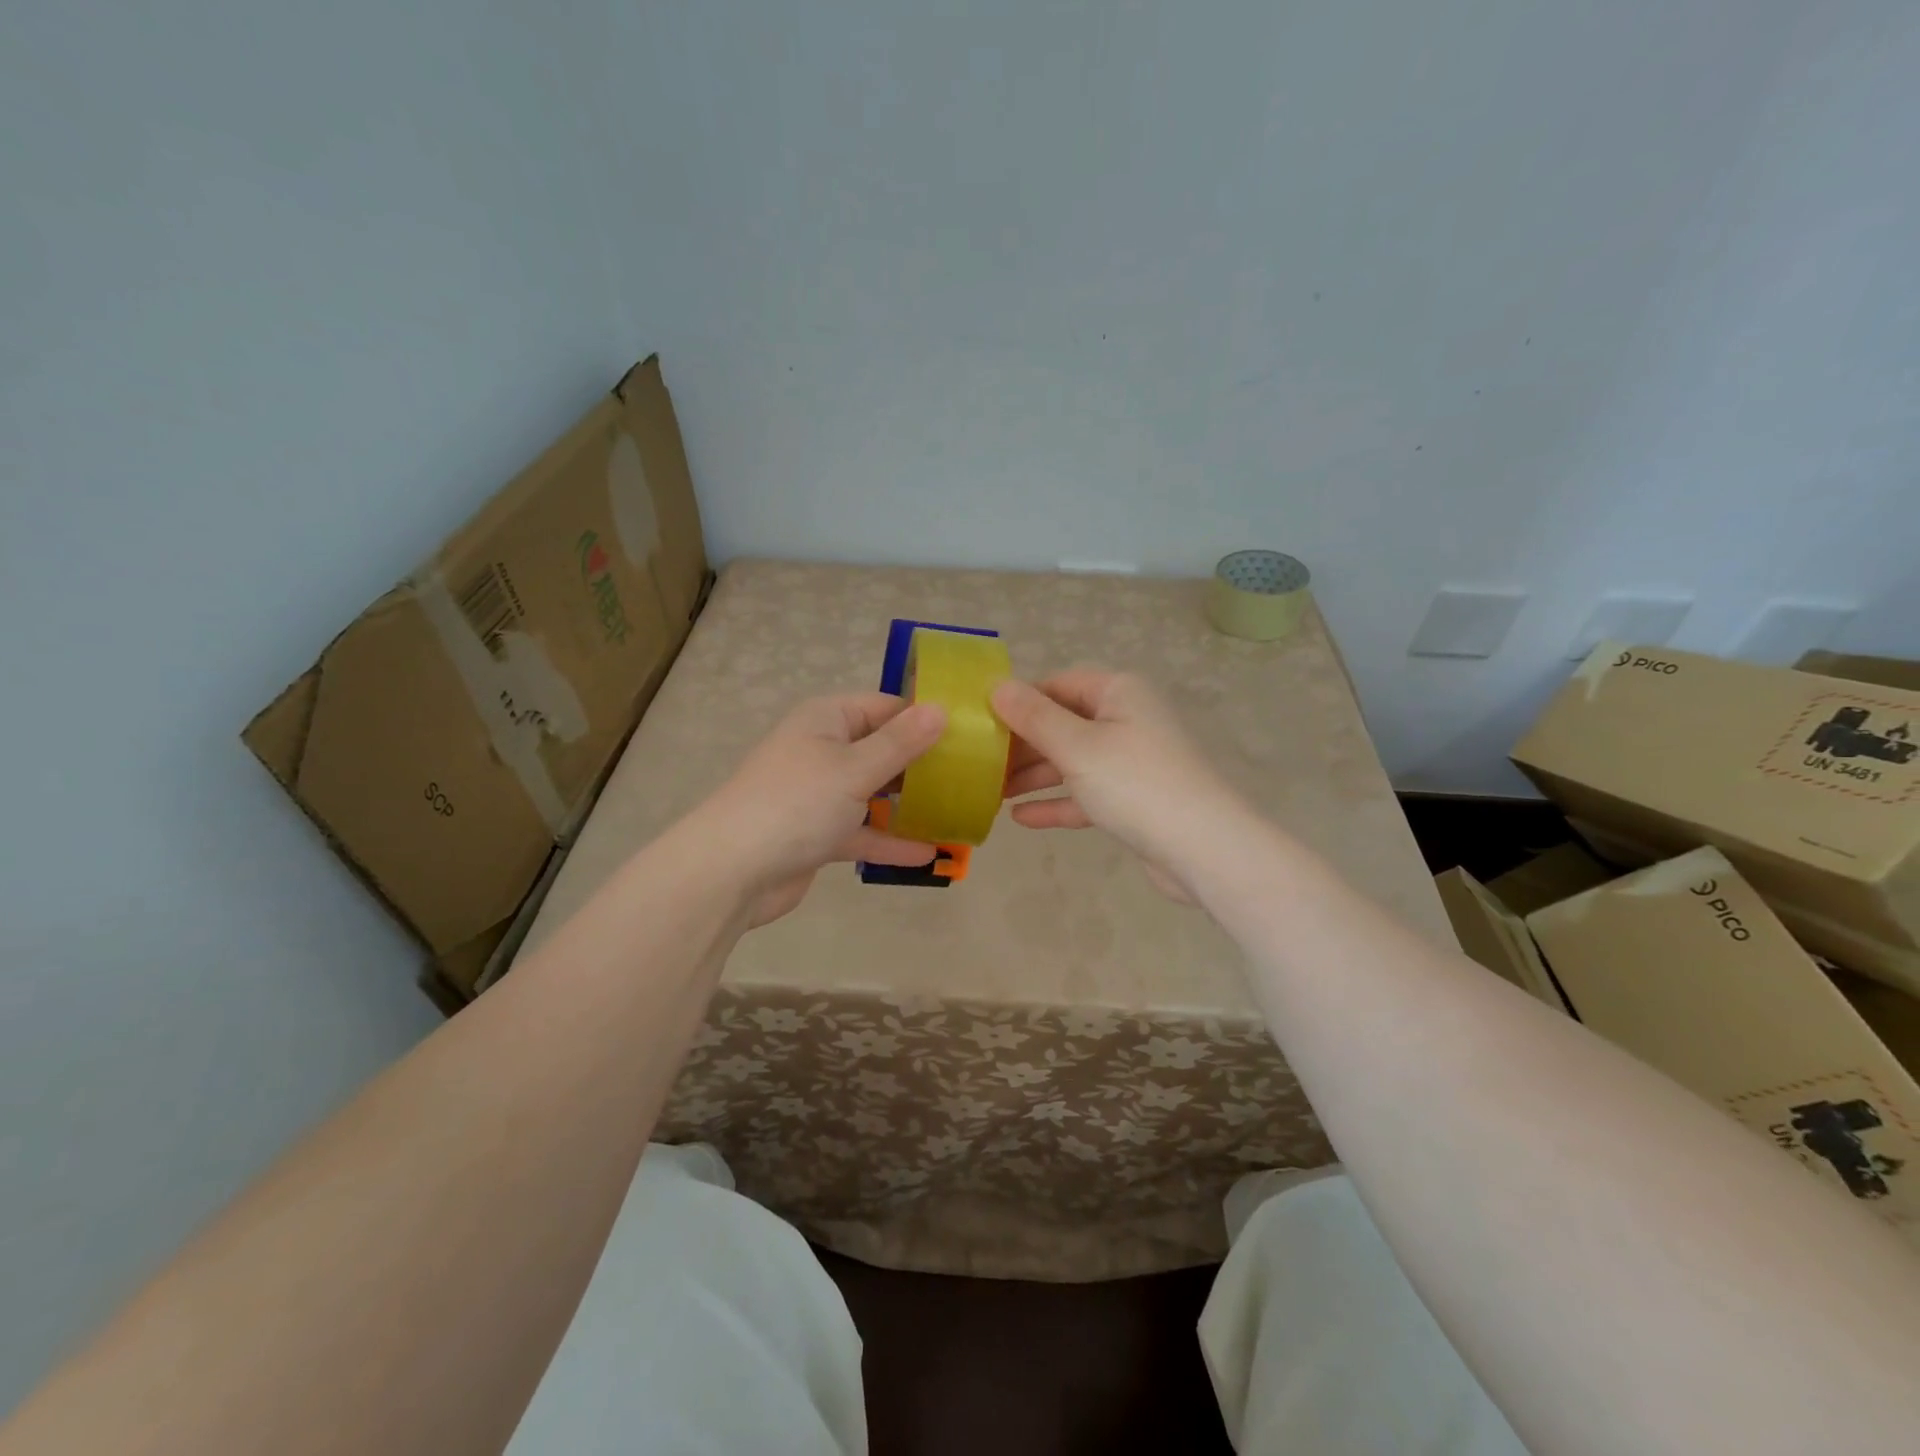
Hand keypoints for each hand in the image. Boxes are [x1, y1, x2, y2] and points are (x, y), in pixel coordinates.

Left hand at [694, 693, 947, 925]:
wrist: (731, 872)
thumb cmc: (796, 803)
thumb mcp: (854, 768)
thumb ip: (900, 743)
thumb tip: (940, 709)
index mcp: (827, 720)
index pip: (885, 707)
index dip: (924, 717)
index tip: (969, 732)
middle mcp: (823, 750)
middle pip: (882, 750)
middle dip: (922, 765)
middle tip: (973, 776)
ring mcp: (819, 794)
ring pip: (874, 793)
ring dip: (909, 805)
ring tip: (958, 813)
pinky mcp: (817, 833)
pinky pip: (861, 831)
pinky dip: (889, 841)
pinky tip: (928, 854)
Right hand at [991, 669, 1247, 899]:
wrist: (1202, 848)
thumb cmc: (1135, 783)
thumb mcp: (1077, 746)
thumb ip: (1034, 717)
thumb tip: (997, 686)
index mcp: (1119, 693)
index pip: (1059, 684)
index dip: (1020, 700)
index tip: (982, 722)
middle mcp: (1127, 719)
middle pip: (1064, 724)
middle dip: (1022, 744)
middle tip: (980, 763)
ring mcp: (1131, 761)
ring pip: (1072, 761)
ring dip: (1034, 776)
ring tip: (992, 792)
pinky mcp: (1133, 800)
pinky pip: (1086, 794)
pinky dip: (1057, 803)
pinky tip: (1021, 819)